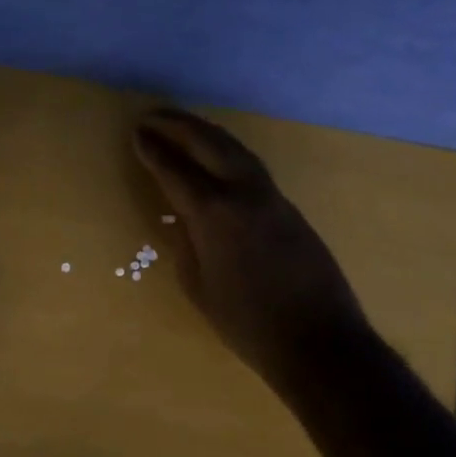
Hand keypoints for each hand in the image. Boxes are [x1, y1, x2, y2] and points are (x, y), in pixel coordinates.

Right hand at [134, 108, 371, 395]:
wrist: (318, 341)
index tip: (137, 133)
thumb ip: (186, 243)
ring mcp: (272, 197)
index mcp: (215, 214)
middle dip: (179, 125)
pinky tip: (217, 158)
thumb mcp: (198, 287)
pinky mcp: (290, 208)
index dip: (153, 150)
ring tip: (182, 126)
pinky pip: (251, 167)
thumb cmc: (246, 323)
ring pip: (236, 150)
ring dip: (206, 133)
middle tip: (153, 115)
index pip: (175, 170)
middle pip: (209, 144)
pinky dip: (227, 153)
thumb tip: (184, 217)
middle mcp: (244, 193)